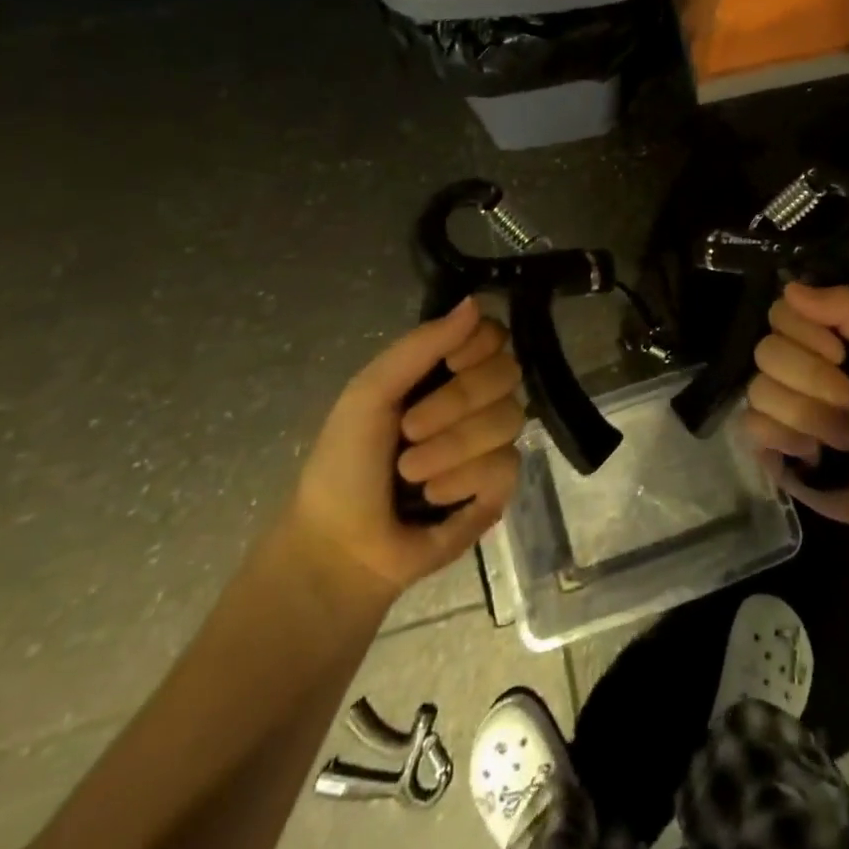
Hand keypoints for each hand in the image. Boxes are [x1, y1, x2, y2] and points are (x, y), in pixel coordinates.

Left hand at [292, 298, 524, 601]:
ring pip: (508, 419)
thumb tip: (476, 302)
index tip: (449, 364)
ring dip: (451, 447)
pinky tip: (434, 498)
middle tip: (410, 430)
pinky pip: (506, 464)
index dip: (478, 347)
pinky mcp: (500, 486)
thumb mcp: (371, 392)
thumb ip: (422, 345)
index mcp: (445, 371)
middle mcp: (476, 399)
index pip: (494, 336)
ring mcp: (492, 442)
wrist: (340, 546)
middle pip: (507, 372)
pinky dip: (462, 480)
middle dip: (456, 402)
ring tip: (412, 474)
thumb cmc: (345, 463)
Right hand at [742, 282, 848, 540]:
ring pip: (759, 391)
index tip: (842, 354)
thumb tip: (790, 289)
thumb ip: (848, 305)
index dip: (808, 333)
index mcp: (816, 334)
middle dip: (818, 381)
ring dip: (813, 416)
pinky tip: (816, 454)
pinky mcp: (768, 447)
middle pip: (766, 352)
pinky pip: (751, 427)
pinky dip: (789, 439)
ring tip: (848, 436)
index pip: (779, 312)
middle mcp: (789, 364)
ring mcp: (775, 406)